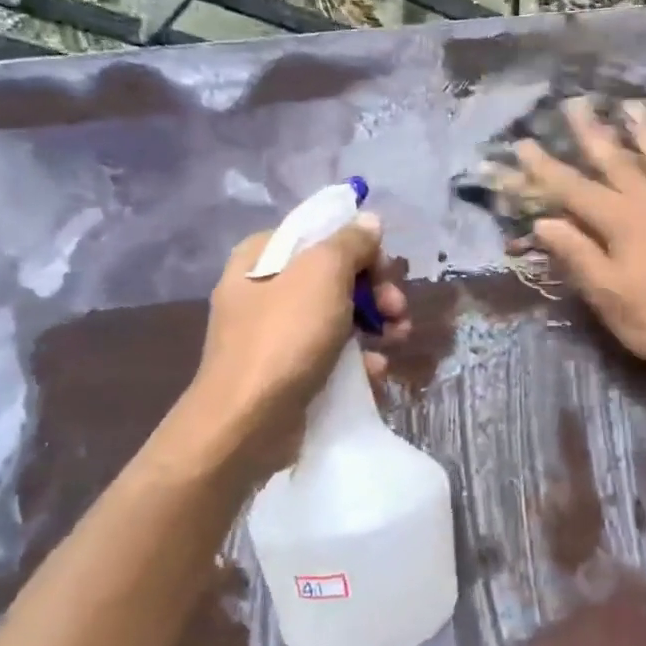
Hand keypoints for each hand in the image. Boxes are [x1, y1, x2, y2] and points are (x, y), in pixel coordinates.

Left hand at [167, 214, 410, 481]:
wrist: (247, 423)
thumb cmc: (284, 338)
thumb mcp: (322, 274)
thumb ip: (349, 242)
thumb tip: (369, 221)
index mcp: (261, 256)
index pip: (321, 235)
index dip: (360, 249)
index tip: (386, 272)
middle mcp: (263, 289)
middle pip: (334, 276)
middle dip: (374, 292)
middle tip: (397, 311)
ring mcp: (273, 333)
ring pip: (337, 316)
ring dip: (375, 325)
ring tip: (398, 340)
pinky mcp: (286, 371)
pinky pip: (330, 353)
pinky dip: (357, 359)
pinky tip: (376, 372)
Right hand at [515, 98, 645, 387]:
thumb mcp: (608, 295)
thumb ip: (577, 255)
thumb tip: (543, 222)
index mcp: (621, 221)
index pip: (573, 189)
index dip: (546, 167)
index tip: (524, 142)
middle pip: (616, 159)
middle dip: (593, 131)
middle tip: (576, 102)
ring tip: (633, 105)